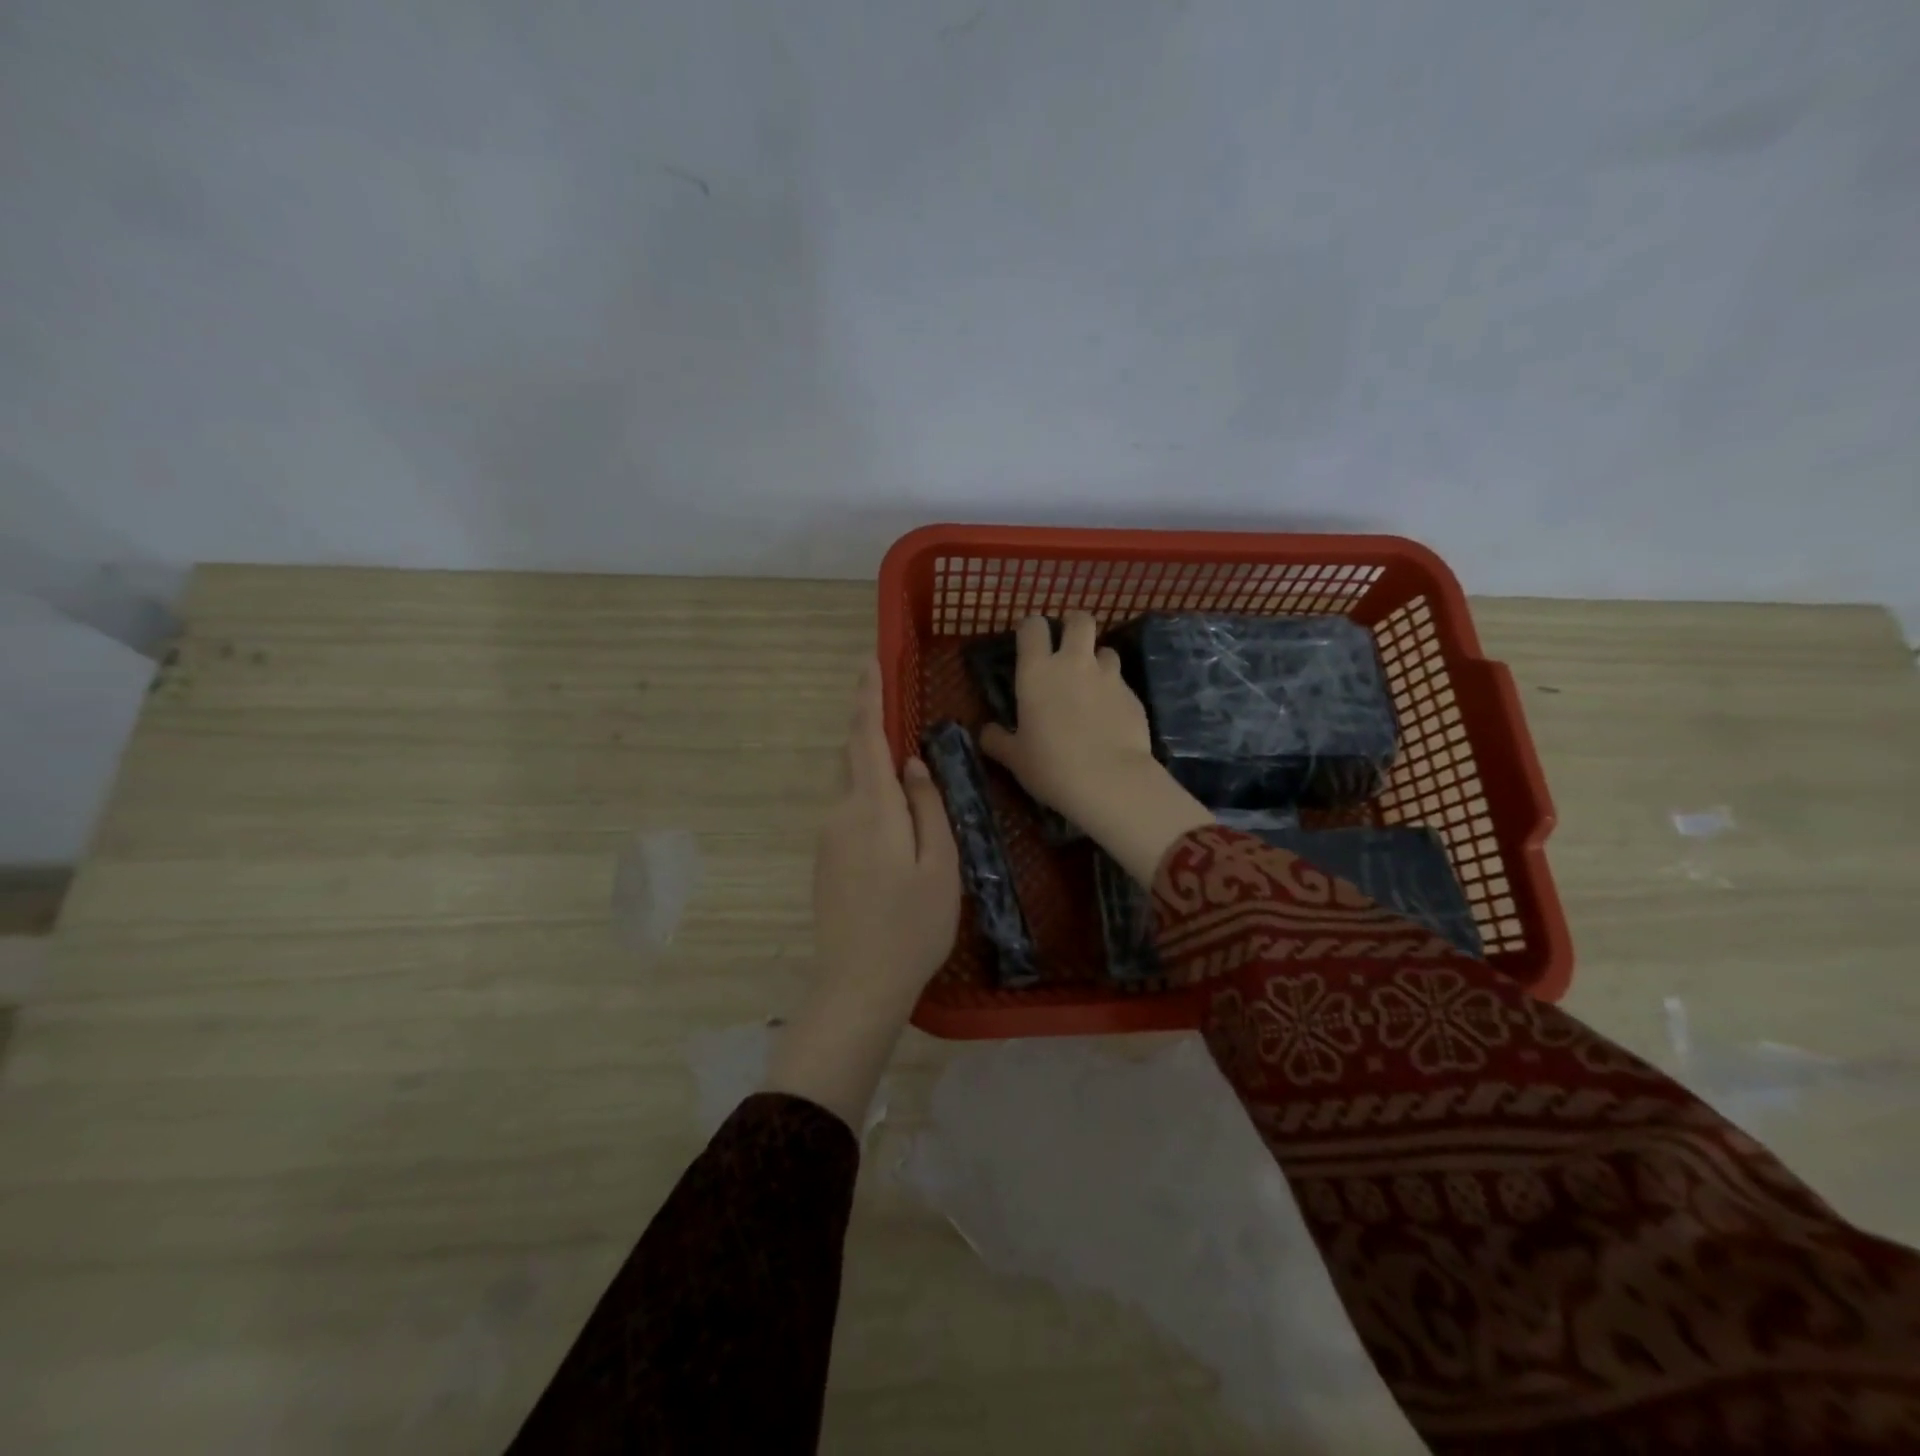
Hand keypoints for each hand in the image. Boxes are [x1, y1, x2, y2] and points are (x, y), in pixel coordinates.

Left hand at [765, 661, 959, 1129]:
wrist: (858, 984)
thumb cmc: (912, 925)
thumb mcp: (940, 864)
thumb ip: (928, 807)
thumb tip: (912, 764)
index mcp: (872, 808)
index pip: (865, 737)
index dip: (867, 696)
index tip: (868, 661)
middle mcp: (840, 813)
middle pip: (854, 758)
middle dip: (872, 731)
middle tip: (903, 722)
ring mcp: (827, 838)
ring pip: (852, 787)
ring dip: (875, 772)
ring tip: (911, 785)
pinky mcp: (824, 860)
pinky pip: (849, 813)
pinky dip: (870, 801)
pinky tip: (896, 830)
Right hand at [981, 613, 1211, 885]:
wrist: (1110, 781)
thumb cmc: (1051, 766)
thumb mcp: (1014, 758)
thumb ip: (998, 740)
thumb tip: (987, 732)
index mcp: (1037, 671)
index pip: (1033, 626)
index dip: (1031, 630)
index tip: (1029, 644)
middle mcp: (1073, 663)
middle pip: (1080, 620)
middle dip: (1074, 627)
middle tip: (1067, 649)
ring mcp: (1108, 676)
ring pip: (1106, 650)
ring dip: (1097, 661)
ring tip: (1091, 686)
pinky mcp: (1133, 695)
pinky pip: (1121, 682)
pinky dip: (1113, 691)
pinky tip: (1109, 716)